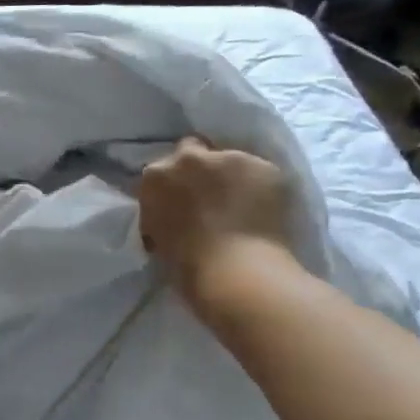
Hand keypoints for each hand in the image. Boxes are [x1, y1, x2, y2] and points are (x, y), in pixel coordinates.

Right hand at [137, 139, 299, 294]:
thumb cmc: (187, 265)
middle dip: (199, 167)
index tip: (181, 201)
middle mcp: (188, 159)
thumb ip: (162, 212)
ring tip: (242, 203)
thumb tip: (174, 213)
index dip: (173, 185)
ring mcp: (229, 158)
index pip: (162, 170)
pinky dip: (260, 187)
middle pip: (192, 148)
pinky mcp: (264, 166)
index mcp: (155, 177)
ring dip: (231, 176)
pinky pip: (260, 172)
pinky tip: (262, 209)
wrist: (235, 271)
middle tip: (209, 194)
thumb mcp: (157, 233)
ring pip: (230, 160)